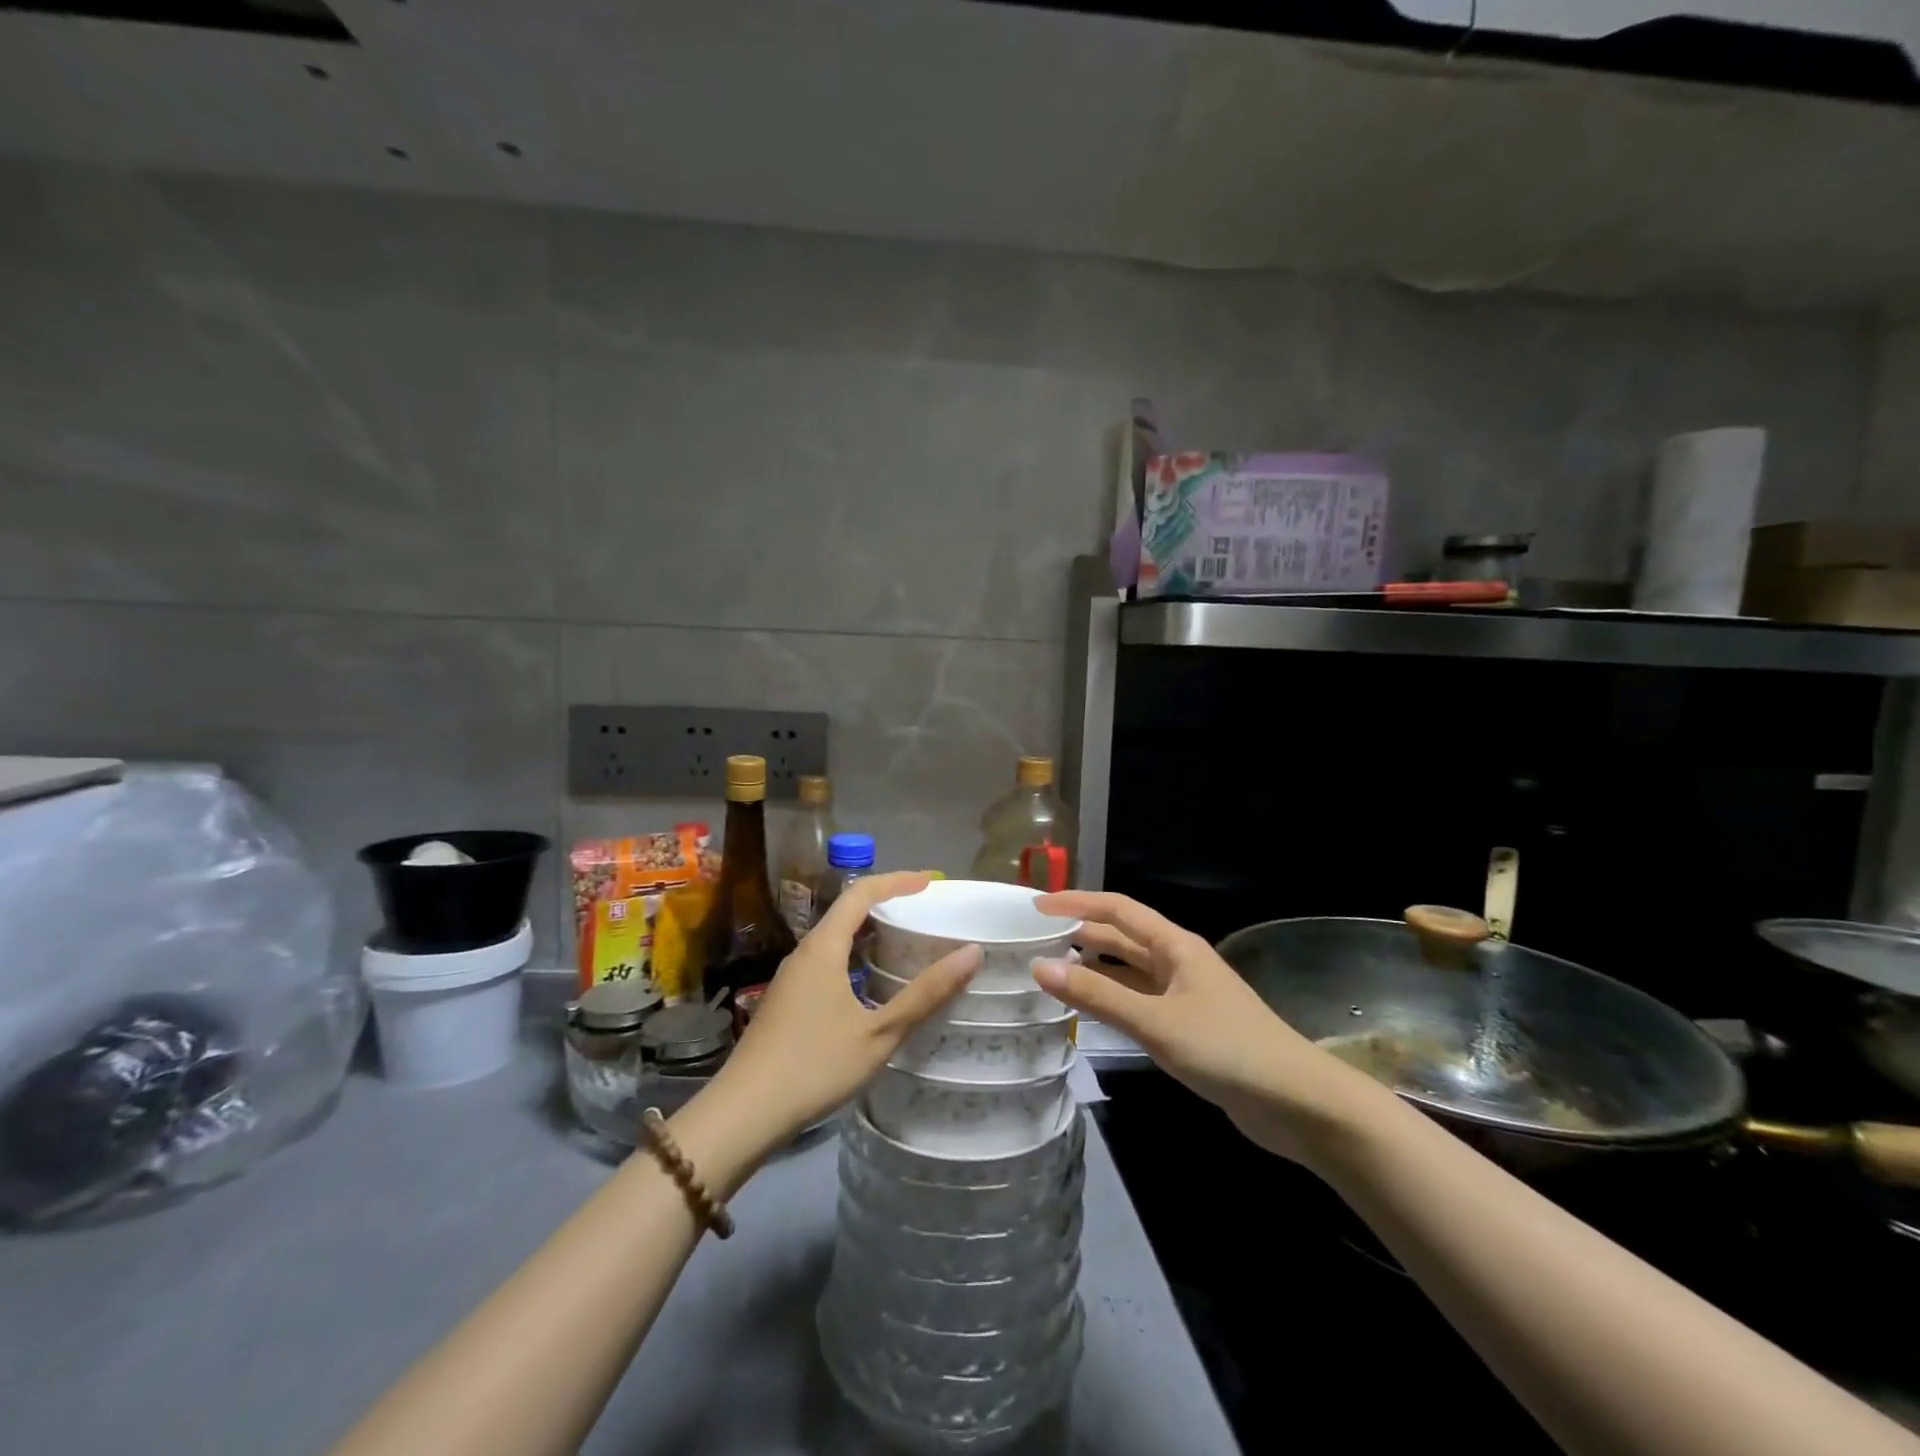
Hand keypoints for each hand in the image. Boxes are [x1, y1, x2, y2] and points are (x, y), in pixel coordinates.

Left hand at [706, 872, 979, 1153]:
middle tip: (922, 911)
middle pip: (846, 911)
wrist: (743, 1113)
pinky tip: (870, 986)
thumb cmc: (815, 1065)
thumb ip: (926, 993)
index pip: (861, 893)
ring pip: (834, 939)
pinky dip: (854, 957)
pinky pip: (825, 962)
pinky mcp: (785, 1001)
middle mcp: (804, 953)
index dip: (896, 881)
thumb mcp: (880, 1032)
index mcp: (823, 948)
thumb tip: (972, 952)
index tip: (930, 882)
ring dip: (868, 933)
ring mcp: (790, 978)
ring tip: (903, 943)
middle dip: (885, 904)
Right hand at [1032, 891, 1390, 1163]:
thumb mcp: (1156, 1022)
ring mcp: (1183, 995)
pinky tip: (1087, 1011)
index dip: (1076, 902)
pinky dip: (1110, 1000)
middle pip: (1121, 937)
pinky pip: (1138, 1002)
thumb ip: (1097, 996)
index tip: (1035, 907)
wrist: (1297, 1104)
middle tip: (1034, 938)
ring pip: (1128, 971)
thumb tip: (1040, 967)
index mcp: (1175, 945)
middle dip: (1080, 932)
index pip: (1117, 909)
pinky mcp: (1187, 1027)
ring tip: (1049, 971)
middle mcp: (1177, 962)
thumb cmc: (1227, 1049)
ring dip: (1093, 968)